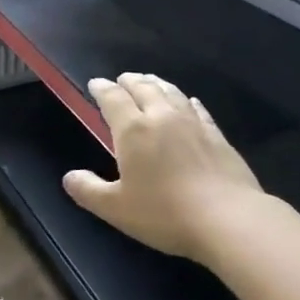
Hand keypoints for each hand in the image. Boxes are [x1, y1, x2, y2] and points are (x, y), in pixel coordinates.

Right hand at [63, 72, 263, 259]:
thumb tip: (69, 178)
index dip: (102, 88)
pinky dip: (187, 101)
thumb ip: (89, 191)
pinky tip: (189, 102)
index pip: (113, 98)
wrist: (229, 219)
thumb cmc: (165, 213)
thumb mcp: (117, 209)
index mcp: (133, 129)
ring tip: (149, 82)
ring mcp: (193, 123)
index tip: (95, 84)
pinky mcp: (217, 136)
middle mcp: (161, 116)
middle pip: (143, 88)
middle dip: (129, 81)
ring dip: (156, 84)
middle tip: (122, 79)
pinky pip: (198, 109)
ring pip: (171, 92)